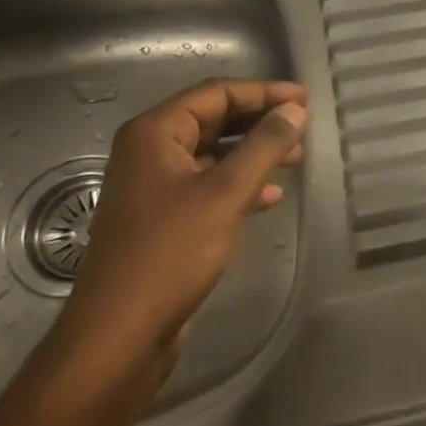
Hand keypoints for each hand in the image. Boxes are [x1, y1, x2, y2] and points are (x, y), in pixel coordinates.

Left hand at [52, 79, 307, 388]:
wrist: (120, 333)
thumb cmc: (170, 253)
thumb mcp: (225, 194)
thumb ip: (264, 146)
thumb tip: (295, 110)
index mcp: (154, 133)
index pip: (215, 93)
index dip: (263, 92)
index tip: (305, 100)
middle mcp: (150, 151)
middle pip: (213, 119)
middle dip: (260, 120)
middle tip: (303, 125)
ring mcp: (154, 185)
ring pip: (213, 152)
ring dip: (254, 151)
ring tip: (295, 157)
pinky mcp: (163, 216)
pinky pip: (208, 183)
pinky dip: (240, 183)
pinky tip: (270, 196)